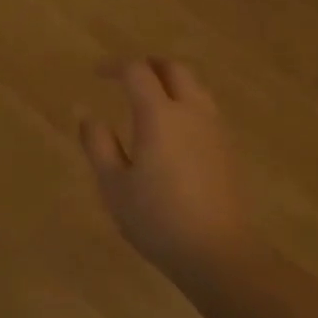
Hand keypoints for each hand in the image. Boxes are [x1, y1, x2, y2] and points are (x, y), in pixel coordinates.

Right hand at [79, 59, 255, 284]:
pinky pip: (205, 109)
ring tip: (151, 97)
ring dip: (172, 81)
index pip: (137, 71)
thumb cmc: (158, 219)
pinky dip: (186, 102)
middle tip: (128, 76)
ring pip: (195, 86)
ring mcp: (215, 129)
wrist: (219, 253)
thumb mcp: (114, 185)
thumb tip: (89, 116)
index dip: (115, 66)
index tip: (97, 74)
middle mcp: (190, 111)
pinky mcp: (228, 148)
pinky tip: (174, 128)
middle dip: (149, 64)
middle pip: (174, 69)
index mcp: (159, 114)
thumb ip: (98, 145)